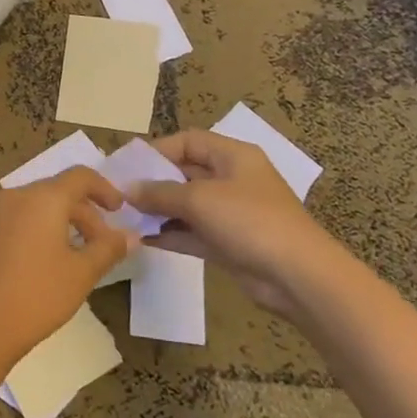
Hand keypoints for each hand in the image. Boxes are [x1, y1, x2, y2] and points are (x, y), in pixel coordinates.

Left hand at [0, 167, 132, 373]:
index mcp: (43, 197)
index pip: (80, 176)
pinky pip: (20, 219)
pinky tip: (48, 262)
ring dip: (64, 222)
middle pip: (58, 191)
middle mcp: (16, 196)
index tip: (121, 211)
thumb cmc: (37, 295)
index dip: (105, 189)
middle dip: (86, 214)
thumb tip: (131, 235)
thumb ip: (108, 249)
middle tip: (104, 245)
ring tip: (79, 256)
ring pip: (38, 206)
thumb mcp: (81, 273)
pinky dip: (40, 229)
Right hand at [130, 131, 347, 316]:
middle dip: (153, 182)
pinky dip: (169, 234)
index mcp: (233, 156)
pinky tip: (141, 239)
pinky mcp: (229, 243)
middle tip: (119, 193)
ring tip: (124, 217)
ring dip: (158, 210)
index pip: (189, 141)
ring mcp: (231, 213)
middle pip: (185, 172)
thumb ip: (159, 192)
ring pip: (187, 205)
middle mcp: (232, 179)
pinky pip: (192, 232)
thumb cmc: (249, 221)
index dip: (157, 150)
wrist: (297, 277)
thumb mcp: (199, 199)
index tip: (128, 165)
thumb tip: (127, 189)